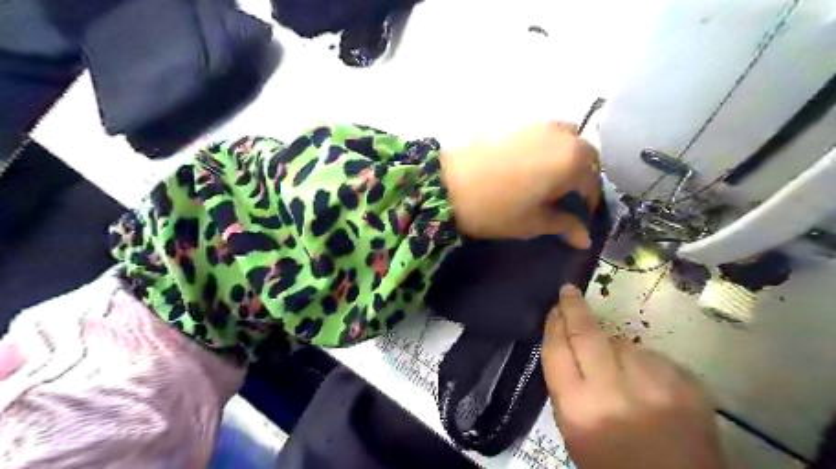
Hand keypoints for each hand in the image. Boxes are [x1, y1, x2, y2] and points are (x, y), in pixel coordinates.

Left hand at [440, 121, 597, 246]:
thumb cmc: (495, 208)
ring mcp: (537, 124)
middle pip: (584, 155)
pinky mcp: (515, 122)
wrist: (447, 183)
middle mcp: (562, 135)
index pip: (592, 183)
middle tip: (565, 197)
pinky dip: (545, 148)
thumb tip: (585, 239)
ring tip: (547, 180)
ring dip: (565, 158)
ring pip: (565, 140)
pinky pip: (542, 134)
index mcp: (572, 160)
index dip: (588, 204)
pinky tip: (527, 166)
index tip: (578, 218)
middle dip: (581, 177)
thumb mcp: (532, 222)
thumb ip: (564, 225)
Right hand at [543, 284, 725, 468]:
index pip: (557, 351)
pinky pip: (653, 358)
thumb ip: (567, 386)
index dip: (554, 324)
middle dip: (574, 308)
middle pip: (586, 334)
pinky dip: (645, 365)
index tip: (555, 307)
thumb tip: (568, 344)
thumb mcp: (574, 430)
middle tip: (569, 292)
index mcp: (578, 409)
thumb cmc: (612, 465)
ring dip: (616, 349)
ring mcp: (654, 386)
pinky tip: (648, 386)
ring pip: (623, 344)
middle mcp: (613, 392)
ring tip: (621, 375)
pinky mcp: (687, 386)